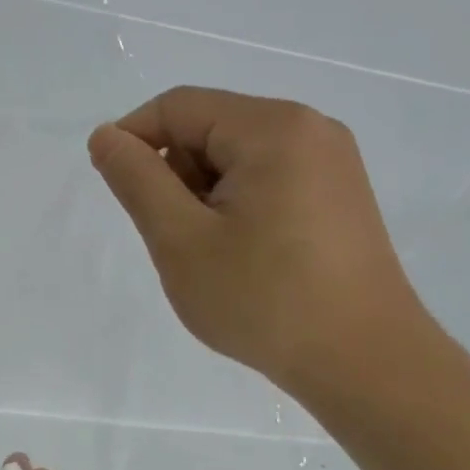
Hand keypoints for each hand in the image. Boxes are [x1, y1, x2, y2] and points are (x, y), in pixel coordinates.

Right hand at [87, 86, 431, 395]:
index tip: (115, 190)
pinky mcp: (338, 195)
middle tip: (173, 237)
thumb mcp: (180, 239)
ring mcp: (331, 163)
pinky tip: (241, 255)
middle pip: (210, 128)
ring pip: (236, 157)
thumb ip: (136, 179)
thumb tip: (105, 136)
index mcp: (272, 128)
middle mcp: (309, 129)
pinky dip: (235, 205)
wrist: (364, 363)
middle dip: (174, 174)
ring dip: (202, 194)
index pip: (178, 106)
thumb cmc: (263, 299)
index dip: (133, 139)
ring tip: (209, 254)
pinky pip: (267, 178)